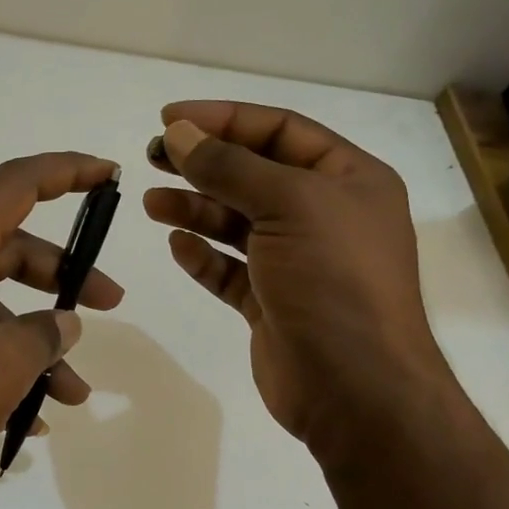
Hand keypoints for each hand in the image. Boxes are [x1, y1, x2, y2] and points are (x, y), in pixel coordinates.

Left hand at [0, 153, 123, 503]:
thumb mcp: (2, 366)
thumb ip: (45, 335)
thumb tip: (63, 323)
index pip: (16, 184)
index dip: (67, 172)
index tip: (107, 172)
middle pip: (6, 250)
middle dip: (62, 282)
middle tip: (107, 308)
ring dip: (28, 343)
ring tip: (70, 394)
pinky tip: (20, 416)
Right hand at [142, 101, 451, 455]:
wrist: (357, 389)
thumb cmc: (334, 281)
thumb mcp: (288, 206)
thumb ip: (230, 167)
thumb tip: (181, 133)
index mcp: (348, 180)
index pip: (280, 130)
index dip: (225, 118)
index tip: (171, 119)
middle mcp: (325, 215)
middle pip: (255, 174)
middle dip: (204, 162)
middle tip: (153, 156)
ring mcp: (298, 262)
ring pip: (238, 222)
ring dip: (196, 208)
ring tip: (152, 202)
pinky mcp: (272, 303)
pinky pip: (231, 270)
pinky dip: (204, 256)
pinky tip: (177, 245)